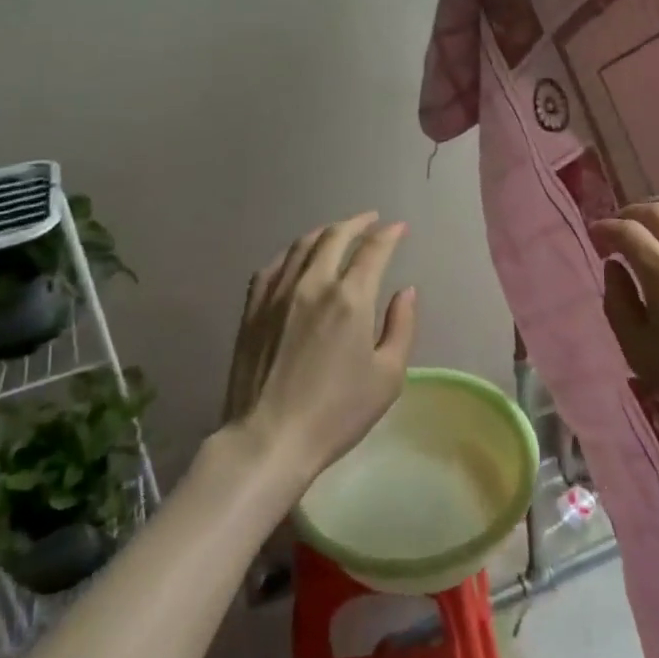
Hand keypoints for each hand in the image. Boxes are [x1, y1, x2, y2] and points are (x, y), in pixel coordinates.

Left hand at [222, 212, 418, 486]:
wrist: (269, 438)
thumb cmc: (337, 412)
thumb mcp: (388, 376)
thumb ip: (401, 326)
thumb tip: (405, 291)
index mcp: (350, 298)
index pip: (373, 250)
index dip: (389, 234)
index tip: (399, 228)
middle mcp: (313, 284)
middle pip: (335, 236)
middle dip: (357, 222)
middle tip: (371, 219)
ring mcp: (277, 293)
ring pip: (302, 245)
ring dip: (325, 231)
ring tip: (338, 231)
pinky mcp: (253, 308)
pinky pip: (273, 266)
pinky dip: (292, 253)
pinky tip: (297, 257)